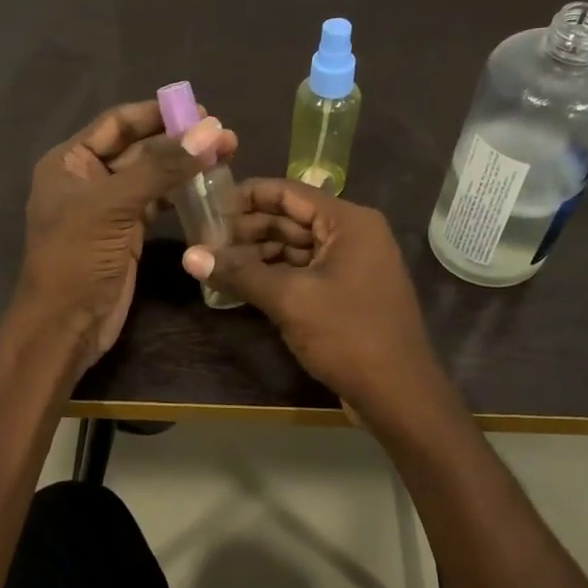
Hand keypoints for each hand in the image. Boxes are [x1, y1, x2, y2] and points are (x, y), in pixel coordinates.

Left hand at [15, 100, 236, 368]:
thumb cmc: (76, 259)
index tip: (201, 110)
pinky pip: (157, 203)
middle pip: (139, 147)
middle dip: (179, 140)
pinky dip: (181, 195)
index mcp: (69, 162)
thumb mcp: (113, 206)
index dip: (157, 113)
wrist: (66, 326)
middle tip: (225, 137)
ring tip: (227, 157)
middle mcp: (88, 178)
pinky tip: (209, 188)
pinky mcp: (128, 233)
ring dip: (184, 167)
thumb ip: (160, 167)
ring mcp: (109, 207)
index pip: (117, 123)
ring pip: (152, 176)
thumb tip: (209, 131)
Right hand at [180, 180, 445, 417]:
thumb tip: (189, 256)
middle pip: (290, 219)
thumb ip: (240, 272)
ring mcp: (351, 265)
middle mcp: (352, 235)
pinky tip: (240, 285)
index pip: (288, 192)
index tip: (206, 206)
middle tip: (203, 241)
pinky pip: (303, 272)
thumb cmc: (348, 335)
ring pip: (294, 248)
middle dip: (247, 229)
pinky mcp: (345, 293)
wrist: (398, 395)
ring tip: (214, 264)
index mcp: (348, 222)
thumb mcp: (290, 299)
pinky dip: (273, 276)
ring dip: (256, 255)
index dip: (245, 196)